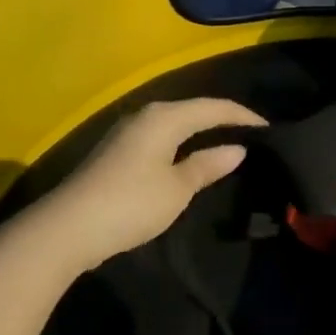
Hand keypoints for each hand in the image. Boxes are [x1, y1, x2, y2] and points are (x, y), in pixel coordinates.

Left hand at [36, 98, 265, 269]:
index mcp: (164, 116)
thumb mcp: (177, 188)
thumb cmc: (130, 204)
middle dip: (221, 120)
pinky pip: (160, 137)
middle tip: (249, 135)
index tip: (268, 127)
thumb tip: (237, 149)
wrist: (67, 227)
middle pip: (192, 110)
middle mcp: (145, 115)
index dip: (241, 115)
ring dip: (199, 132)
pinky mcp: (116, 151)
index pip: (212, 107)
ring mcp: (127, 131)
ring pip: (174, 123)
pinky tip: (188, 159)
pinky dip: (180, 143)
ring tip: (225, 144)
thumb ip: (207, 165)